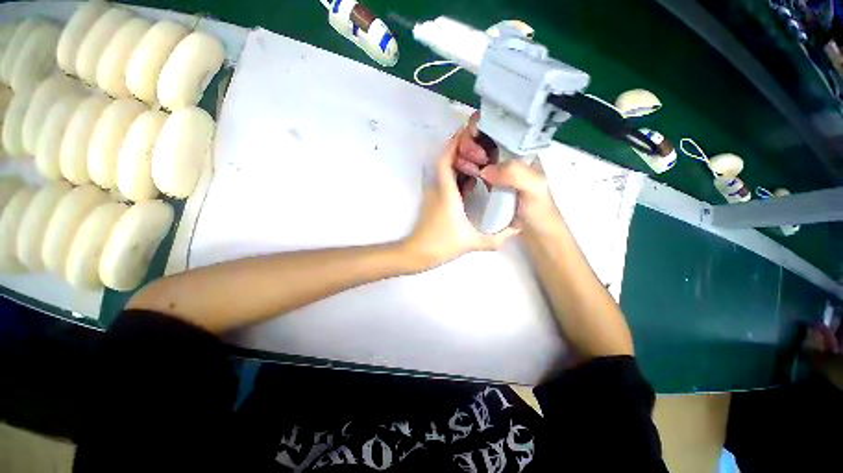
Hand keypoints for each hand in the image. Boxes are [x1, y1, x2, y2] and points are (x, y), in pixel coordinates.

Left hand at [401, 130, 518, 270]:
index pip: (445, 160)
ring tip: (479, 158)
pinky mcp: (433, 201)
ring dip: (458, 162)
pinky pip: (444, 181)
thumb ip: (496, 239)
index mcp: (446, 193)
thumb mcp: (472, 242)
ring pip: (444, 171)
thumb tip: (516, 230)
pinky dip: (456, 175)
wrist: (417, 253)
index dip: (453, 143)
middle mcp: (438, 189)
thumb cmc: (441, 245)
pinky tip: (470, 181)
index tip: (467, 132)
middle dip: (460, 149)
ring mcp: (433, 195)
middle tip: (480, 144)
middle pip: (445, 161)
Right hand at [452, 111, 564, 237]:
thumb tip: (485, 170)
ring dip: (465, 155)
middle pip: (484, 139)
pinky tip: (461, 173)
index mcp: (521, 151)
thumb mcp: (534, 189)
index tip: (471, 142)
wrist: (536, 233)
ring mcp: (498, 171)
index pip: (499, 129)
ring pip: (477, 153)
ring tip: (461, 166)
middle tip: (464, 158)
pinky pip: (475, 169)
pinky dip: (466, 168)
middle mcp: (508, 157)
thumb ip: (515, 174)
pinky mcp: (490, 184)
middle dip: (469, 143)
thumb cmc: (539, 211)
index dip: (482, 129)